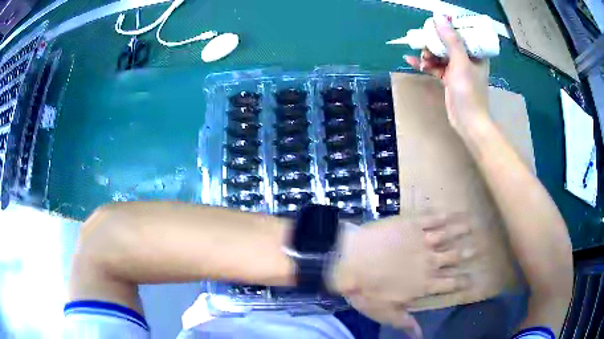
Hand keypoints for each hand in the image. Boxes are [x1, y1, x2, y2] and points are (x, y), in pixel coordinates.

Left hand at [329, 213, 475, 334]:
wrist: (348, 260)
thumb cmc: (365, 289)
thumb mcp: (384, 312)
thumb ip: (404, 322)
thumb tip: (419, 336)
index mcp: (424, 284)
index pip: (450, 283)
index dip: (463, 282)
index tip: (473, 279)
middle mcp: (429, 262)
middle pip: (453, 257)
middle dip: (467, 253)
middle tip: (479, 248)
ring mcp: (421, 241)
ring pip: (448, 235)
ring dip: (461, 231)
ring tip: (473, 225)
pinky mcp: (411, 224)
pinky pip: (432, 218)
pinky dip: (444, 215)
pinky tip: (451, 212)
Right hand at [403, 15, 490, 134]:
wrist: (468, 122)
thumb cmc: (469, 92)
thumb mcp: (460, 63)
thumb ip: (451, 40)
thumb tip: (438, 18)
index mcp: (476, 53)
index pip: (461, 33)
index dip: (448, 28)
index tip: (434, 26)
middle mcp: (467, 58)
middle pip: (447, 42)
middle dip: (434, 42)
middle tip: (425, 44)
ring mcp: (458, 68)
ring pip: (440, 54)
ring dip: (428, 54)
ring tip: (421, 59)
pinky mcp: (449, 78)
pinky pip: (435, 66)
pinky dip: (425, 64)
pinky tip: (411, 61)